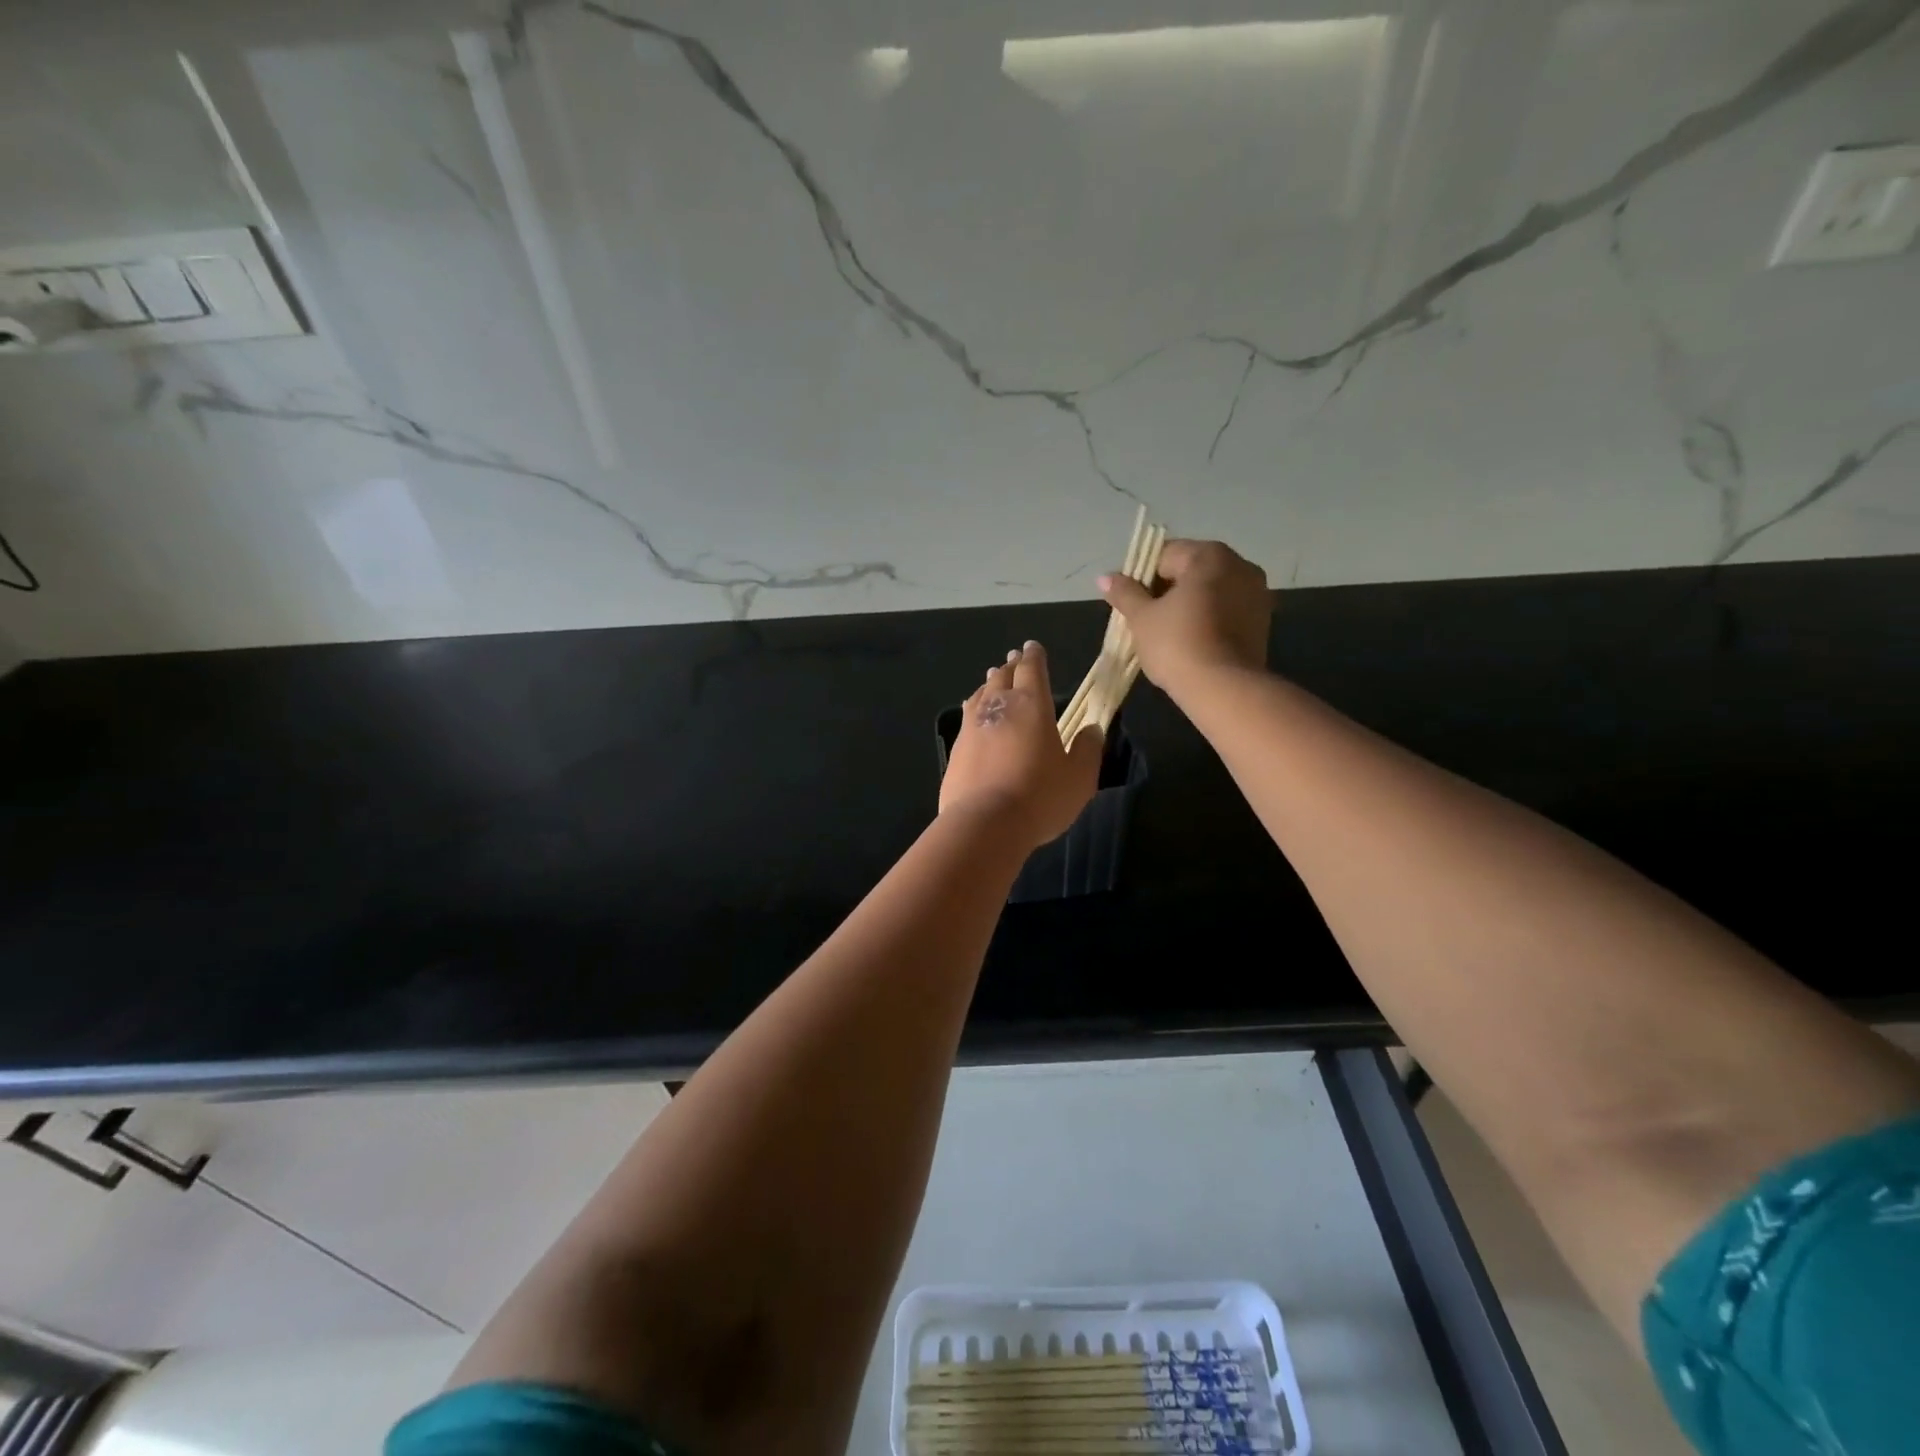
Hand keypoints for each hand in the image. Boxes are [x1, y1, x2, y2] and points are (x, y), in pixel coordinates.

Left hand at [940, 641, 1102, 849]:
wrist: (985, 824)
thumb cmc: (1040, 797)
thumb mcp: (1079, 777)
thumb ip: (1087, 749)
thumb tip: (1092, 729)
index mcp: (1031, 705)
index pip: (1032, 669)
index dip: (1034, 657)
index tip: (1033, 647)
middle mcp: (998, 707)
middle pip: (1002, 677)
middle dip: (1010, 666)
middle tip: (1014, 660)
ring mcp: (972, 726)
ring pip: (981, 695)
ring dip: (990, 685)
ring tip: (993, 681)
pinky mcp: (956, 749)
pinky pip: (967, 718)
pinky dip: (975, 710)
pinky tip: (975, 716)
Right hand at [1098, 539, 1270, 692]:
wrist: (1224, 689)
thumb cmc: (1177, 645)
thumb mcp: (1141, 618)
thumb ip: (1124, 593)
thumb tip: (1105, 577)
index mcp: (1209, 555)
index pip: (1164, 555)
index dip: (1141, 578)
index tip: (1131, 604)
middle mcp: (1239, 565)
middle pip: (1190, 570)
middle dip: (1166, 591)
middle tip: (1146, 620)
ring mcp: (1256, 592)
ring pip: (1210, 591)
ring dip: (1188, 605)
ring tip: (1168, 634)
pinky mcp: (1263, 621)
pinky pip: (1226, 610)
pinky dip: (1208, 619)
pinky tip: (1192, 642)